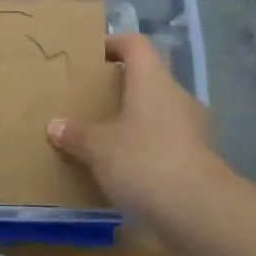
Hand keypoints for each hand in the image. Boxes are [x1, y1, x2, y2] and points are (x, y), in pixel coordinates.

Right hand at [47, 33, 226, 226]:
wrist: (199, 211)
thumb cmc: (144, 161)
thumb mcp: (98, 148)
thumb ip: (76, 134)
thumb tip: (55, 125)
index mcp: (153, 80)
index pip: (135, 44)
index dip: (113, 43)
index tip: (92, 56)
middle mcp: (177, 95)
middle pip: (148, 78)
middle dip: (121, 87)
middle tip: (93, 100)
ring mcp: (193, 127)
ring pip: (159, 110)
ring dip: (136, 118)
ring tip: (108, 136)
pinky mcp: (200, 157)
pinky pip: (168, 139)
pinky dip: (149, 145)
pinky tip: (130, 167)